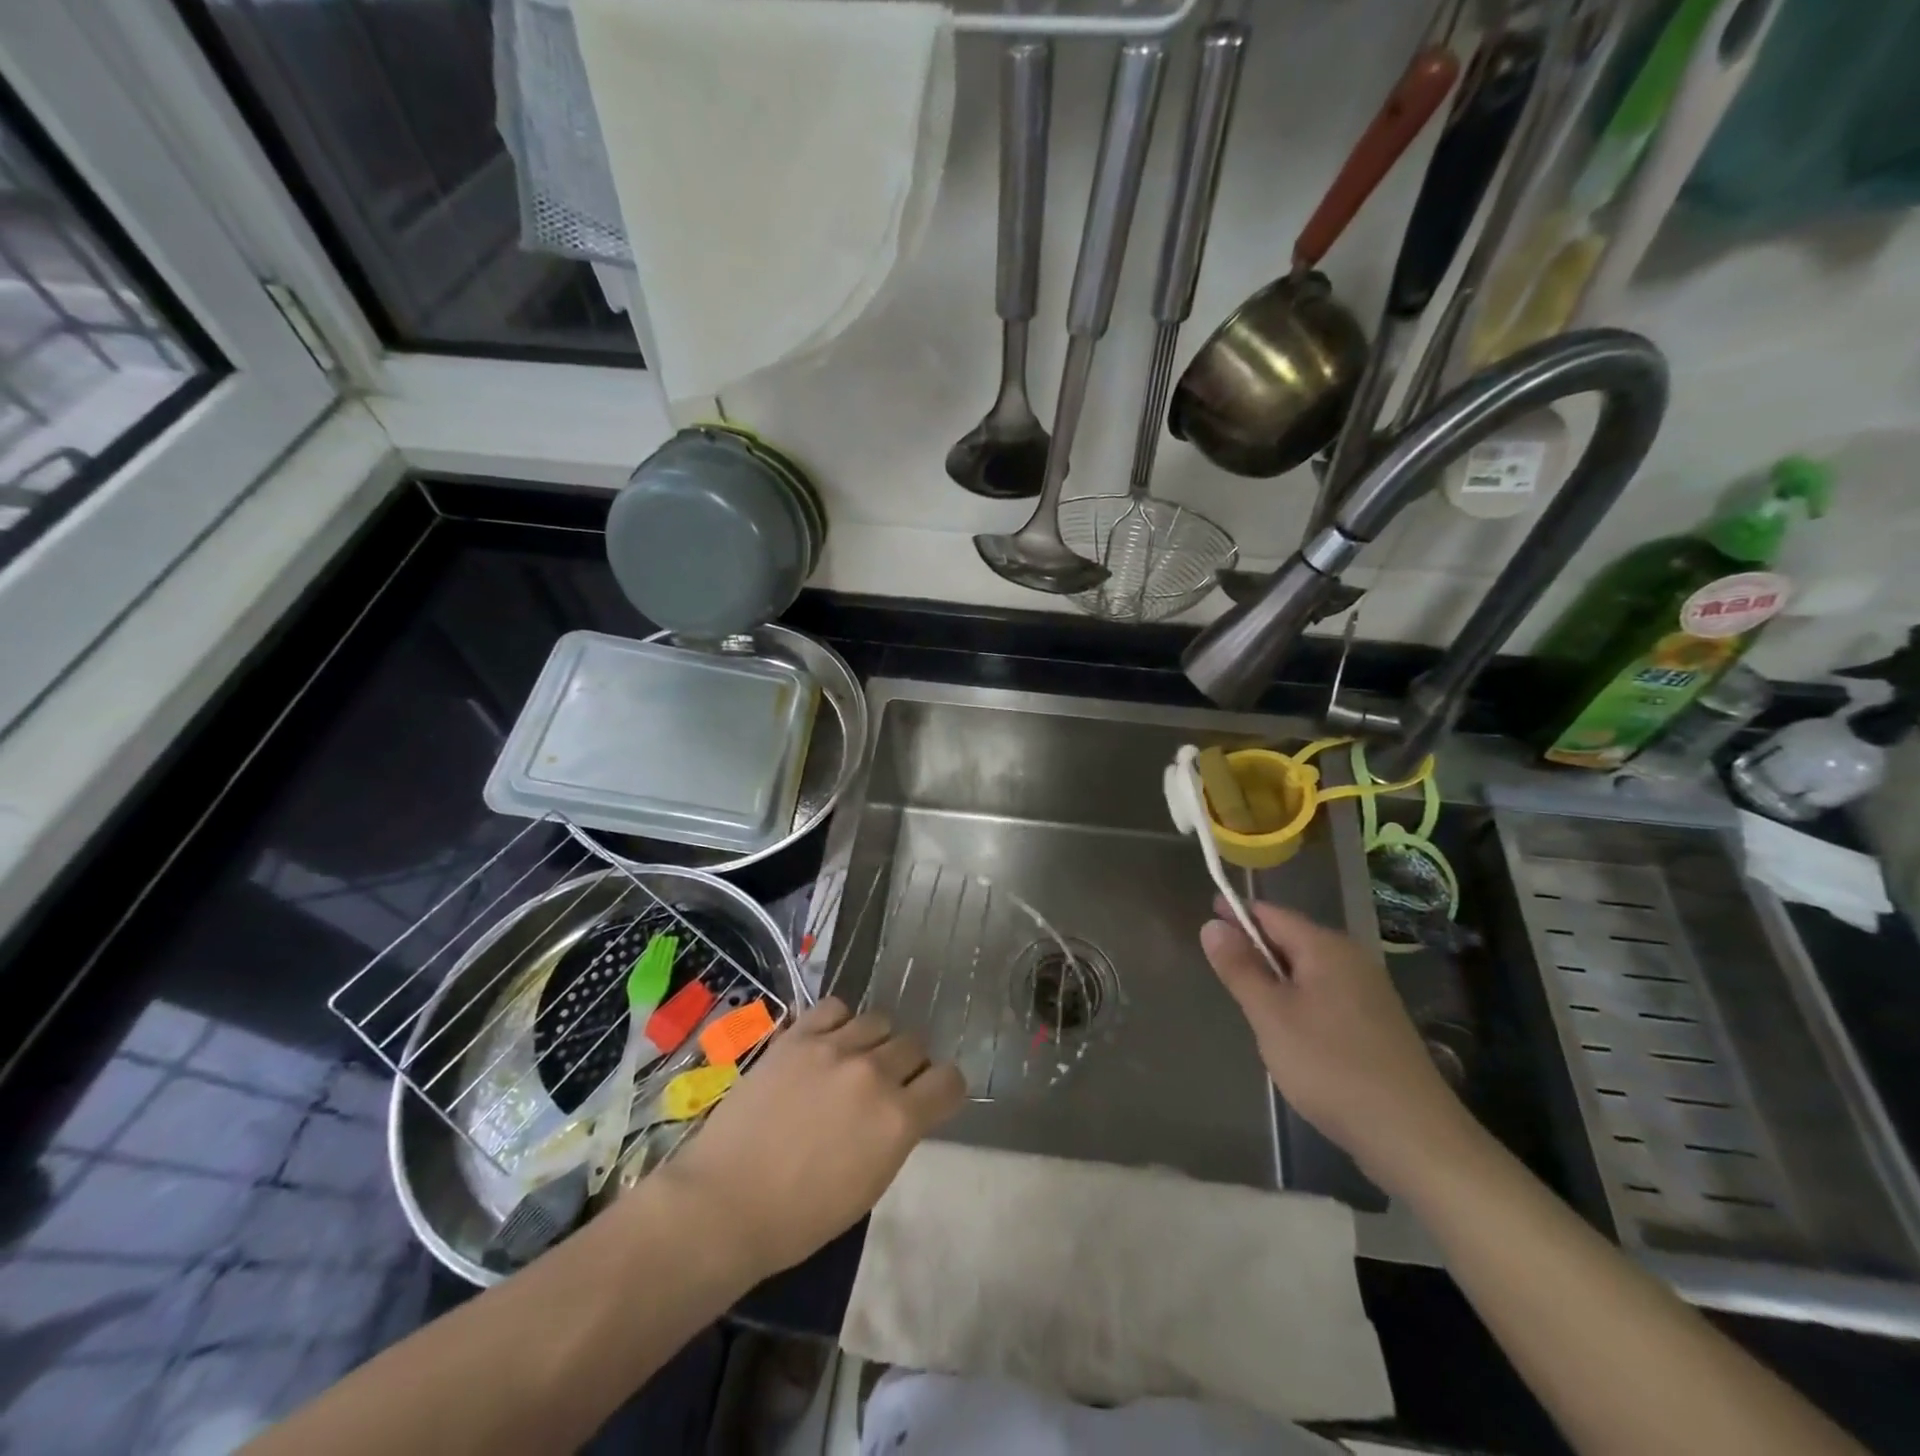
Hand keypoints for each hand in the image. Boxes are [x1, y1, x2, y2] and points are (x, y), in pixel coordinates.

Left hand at [650, 998, 965, 1278]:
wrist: (725, 1203)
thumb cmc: (800, 1218)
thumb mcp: (869, 1184)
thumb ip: (896, 1134)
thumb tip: (902, 1107)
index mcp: (899, 1119)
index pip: (950, 1080)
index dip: (944, 1089)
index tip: (930, 1097)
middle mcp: (875, 1073)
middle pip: (915, 1044)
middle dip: (909, 1064)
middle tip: (886, 1084)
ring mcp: (835, 1048)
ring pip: (880, 1020)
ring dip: (876, 1041)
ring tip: (854, 1060)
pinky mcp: (798, 1036)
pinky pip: (835, 1007)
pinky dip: (839, 1022)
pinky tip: (827, 1043)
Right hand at [1201, 899, 1479, 1191]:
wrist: (1413, 1136)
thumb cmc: (1330, 1066)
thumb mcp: (1270, 1015)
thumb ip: (1240, 968)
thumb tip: (1212, 925)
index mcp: (1325, 948)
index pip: (1271, 914)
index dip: (1237, 914)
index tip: (1206, 917)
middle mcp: (1351, 960)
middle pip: (1292, 940)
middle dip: (1255, 949)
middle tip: (1221, 969)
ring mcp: (1370, 993)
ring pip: (1308, 971)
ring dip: (1277, 979)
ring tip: (1249, 1004)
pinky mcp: (1378, 1025)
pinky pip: (1326, 996)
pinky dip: (1300, 1002)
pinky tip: (1290, 1034)